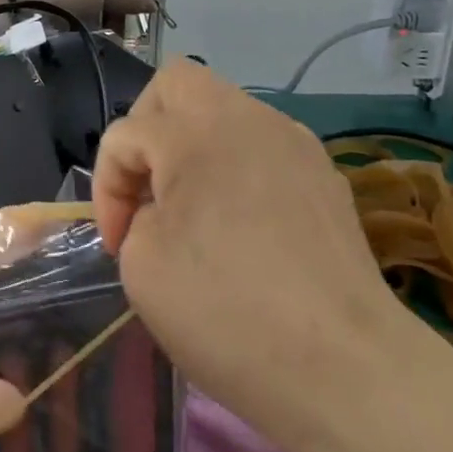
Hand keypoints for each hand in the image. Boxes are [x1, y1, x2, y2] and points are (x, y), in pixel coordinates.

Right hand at [93, 59, 425, 451]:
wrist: (346, 368)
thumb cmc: (228, 313)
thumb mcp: (142, 267)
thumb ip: (136, 215)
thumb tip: (162, 209)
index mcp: (192, 133)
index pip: (125, 135)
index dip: (106, 189)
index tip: (118, 245)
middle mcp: (244, 117)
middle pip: (176, 83)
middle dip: (147, 127)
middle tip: (148, 187)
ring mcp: (291, 139)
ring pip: (224, 108)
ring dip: (195, 144)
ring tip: (195, 207)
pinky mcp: (323, 171)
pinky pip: (262, 144)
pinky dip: (238, 167)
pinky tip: (245, 224)